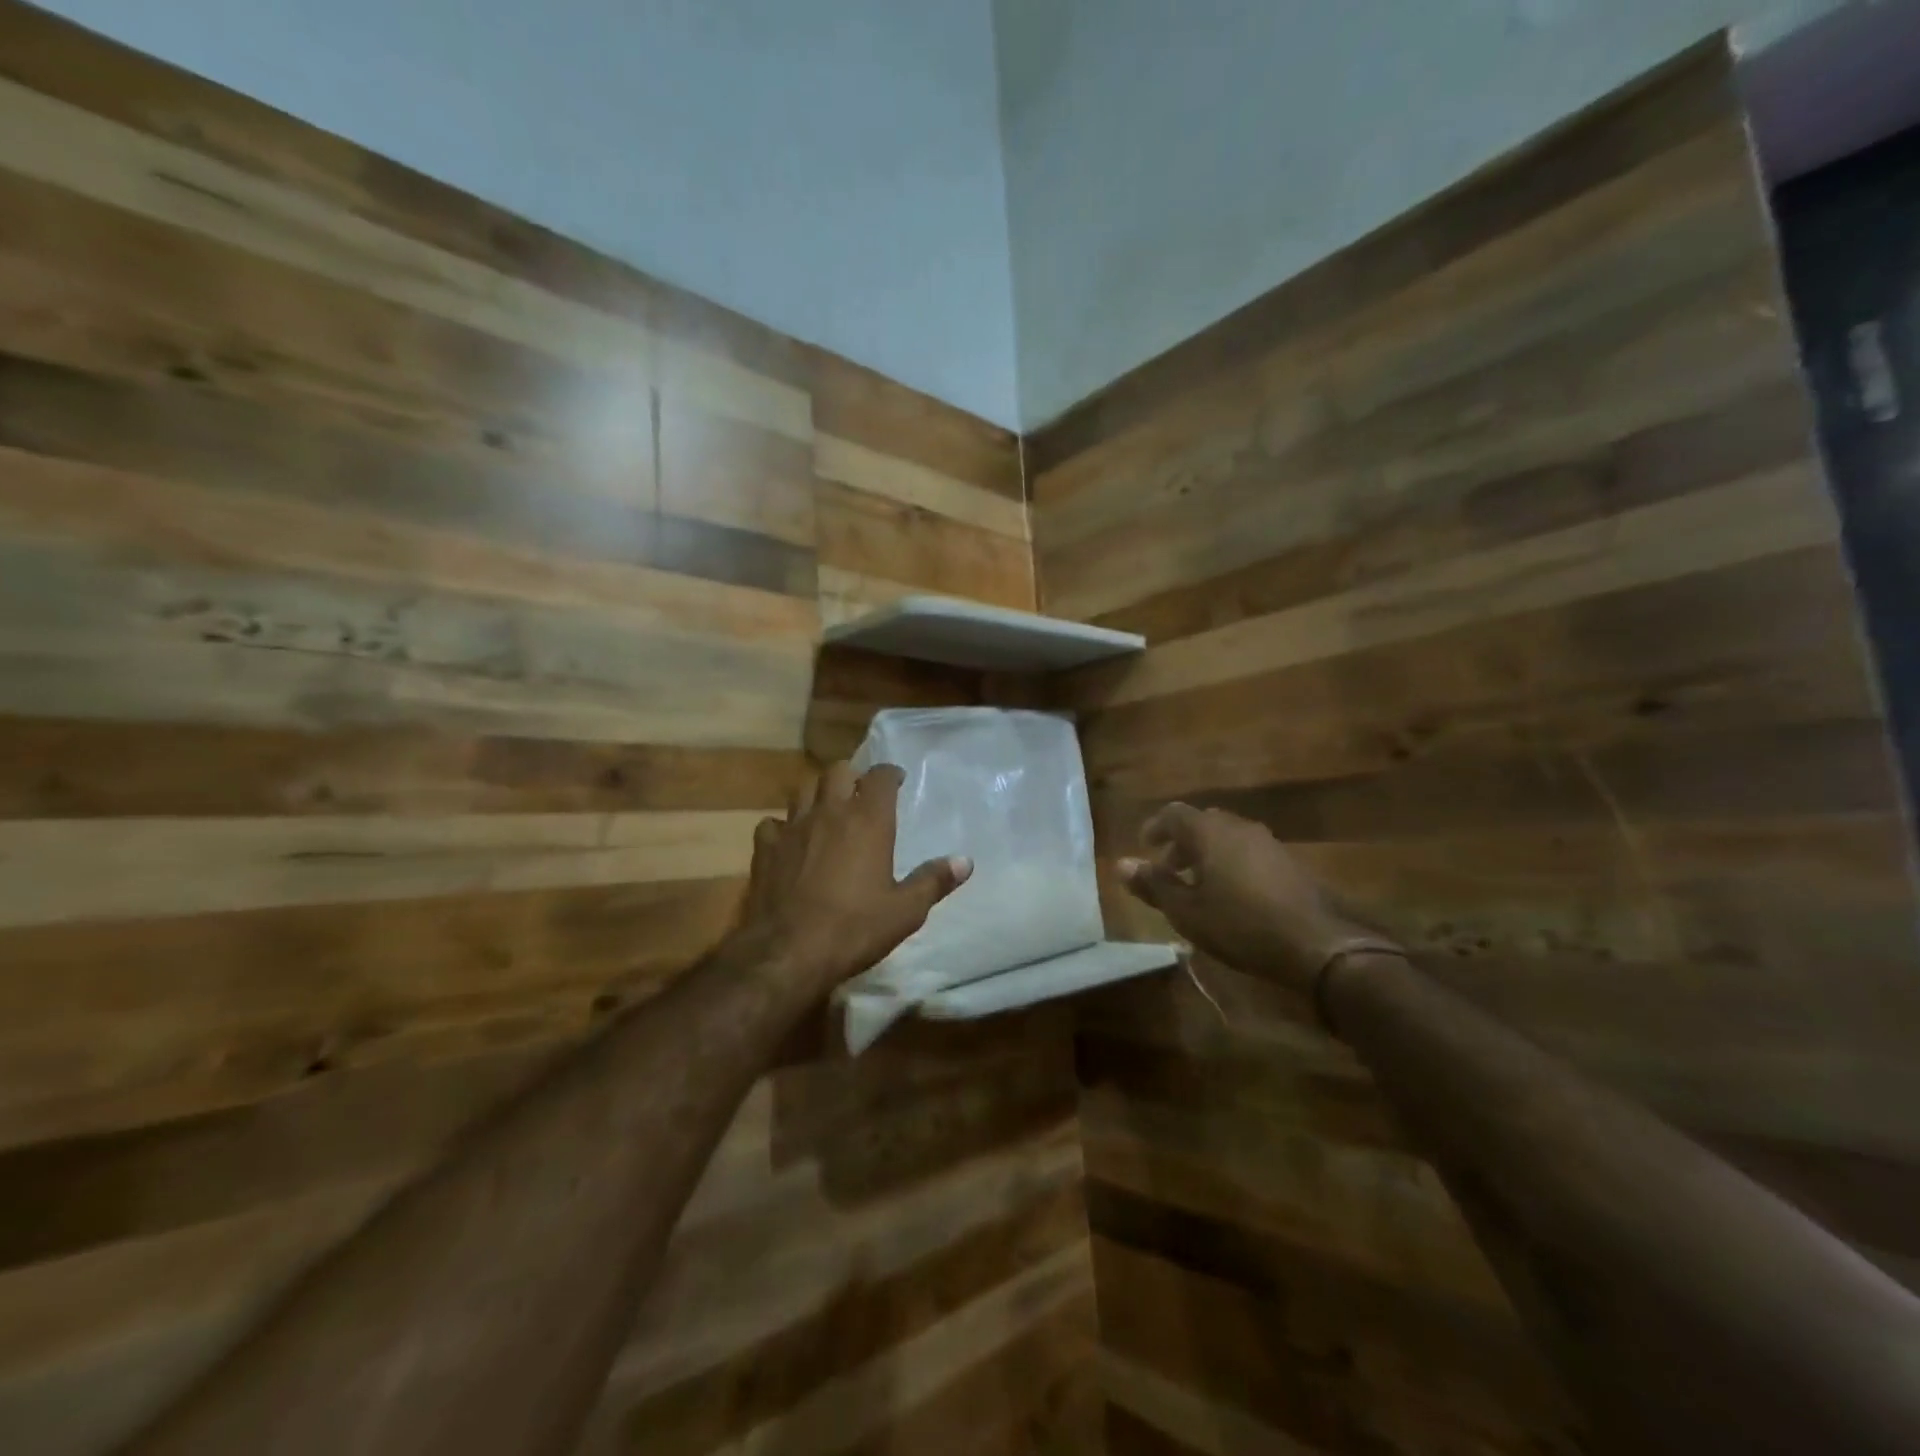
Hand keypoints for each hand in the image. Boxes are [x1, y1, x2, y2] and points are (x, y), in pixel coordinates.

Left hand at [737, 761, 970, 997]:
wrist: (788, 952)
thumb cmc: (855, 928)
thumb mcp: (905, 911)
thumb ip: (934, 881)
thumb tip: (965, 861)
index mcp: (868, 821)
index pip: (881, 777)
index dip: (890, 774)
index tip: (897, 781)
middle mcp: (830, 812)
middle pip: (838, 771)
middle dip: (852, 776)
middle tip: (861, 793)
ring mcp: (792, 827)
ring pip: (803, 790)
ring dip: (818, 794)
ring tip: (827, 810)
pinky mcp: (765, 848)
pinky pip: (772, 823)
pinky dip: (783, 826)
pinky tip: (789, 841)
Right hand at [1118, 803, 1390, 993]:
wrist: (1317, 944)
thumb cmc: (1240, 925)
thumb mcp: (1187, 912)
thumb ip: (1154, 885)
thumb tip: (1121, 865)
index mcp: (1210, 832)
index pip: (1174, 814)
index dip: (1155, 827)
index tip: (1144, 847)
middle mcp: (1239, 827)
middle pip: (1202, 823)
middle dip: (1180, 843)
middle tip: (1168, 870)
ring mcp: (1268, 843)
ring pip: (1227, 838)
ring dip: (1206, 855)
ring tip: (1197, 887)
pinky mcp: (1289, 863)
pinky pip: (1248, 852)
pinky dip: (1230, 864)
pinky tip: (1231, 896)